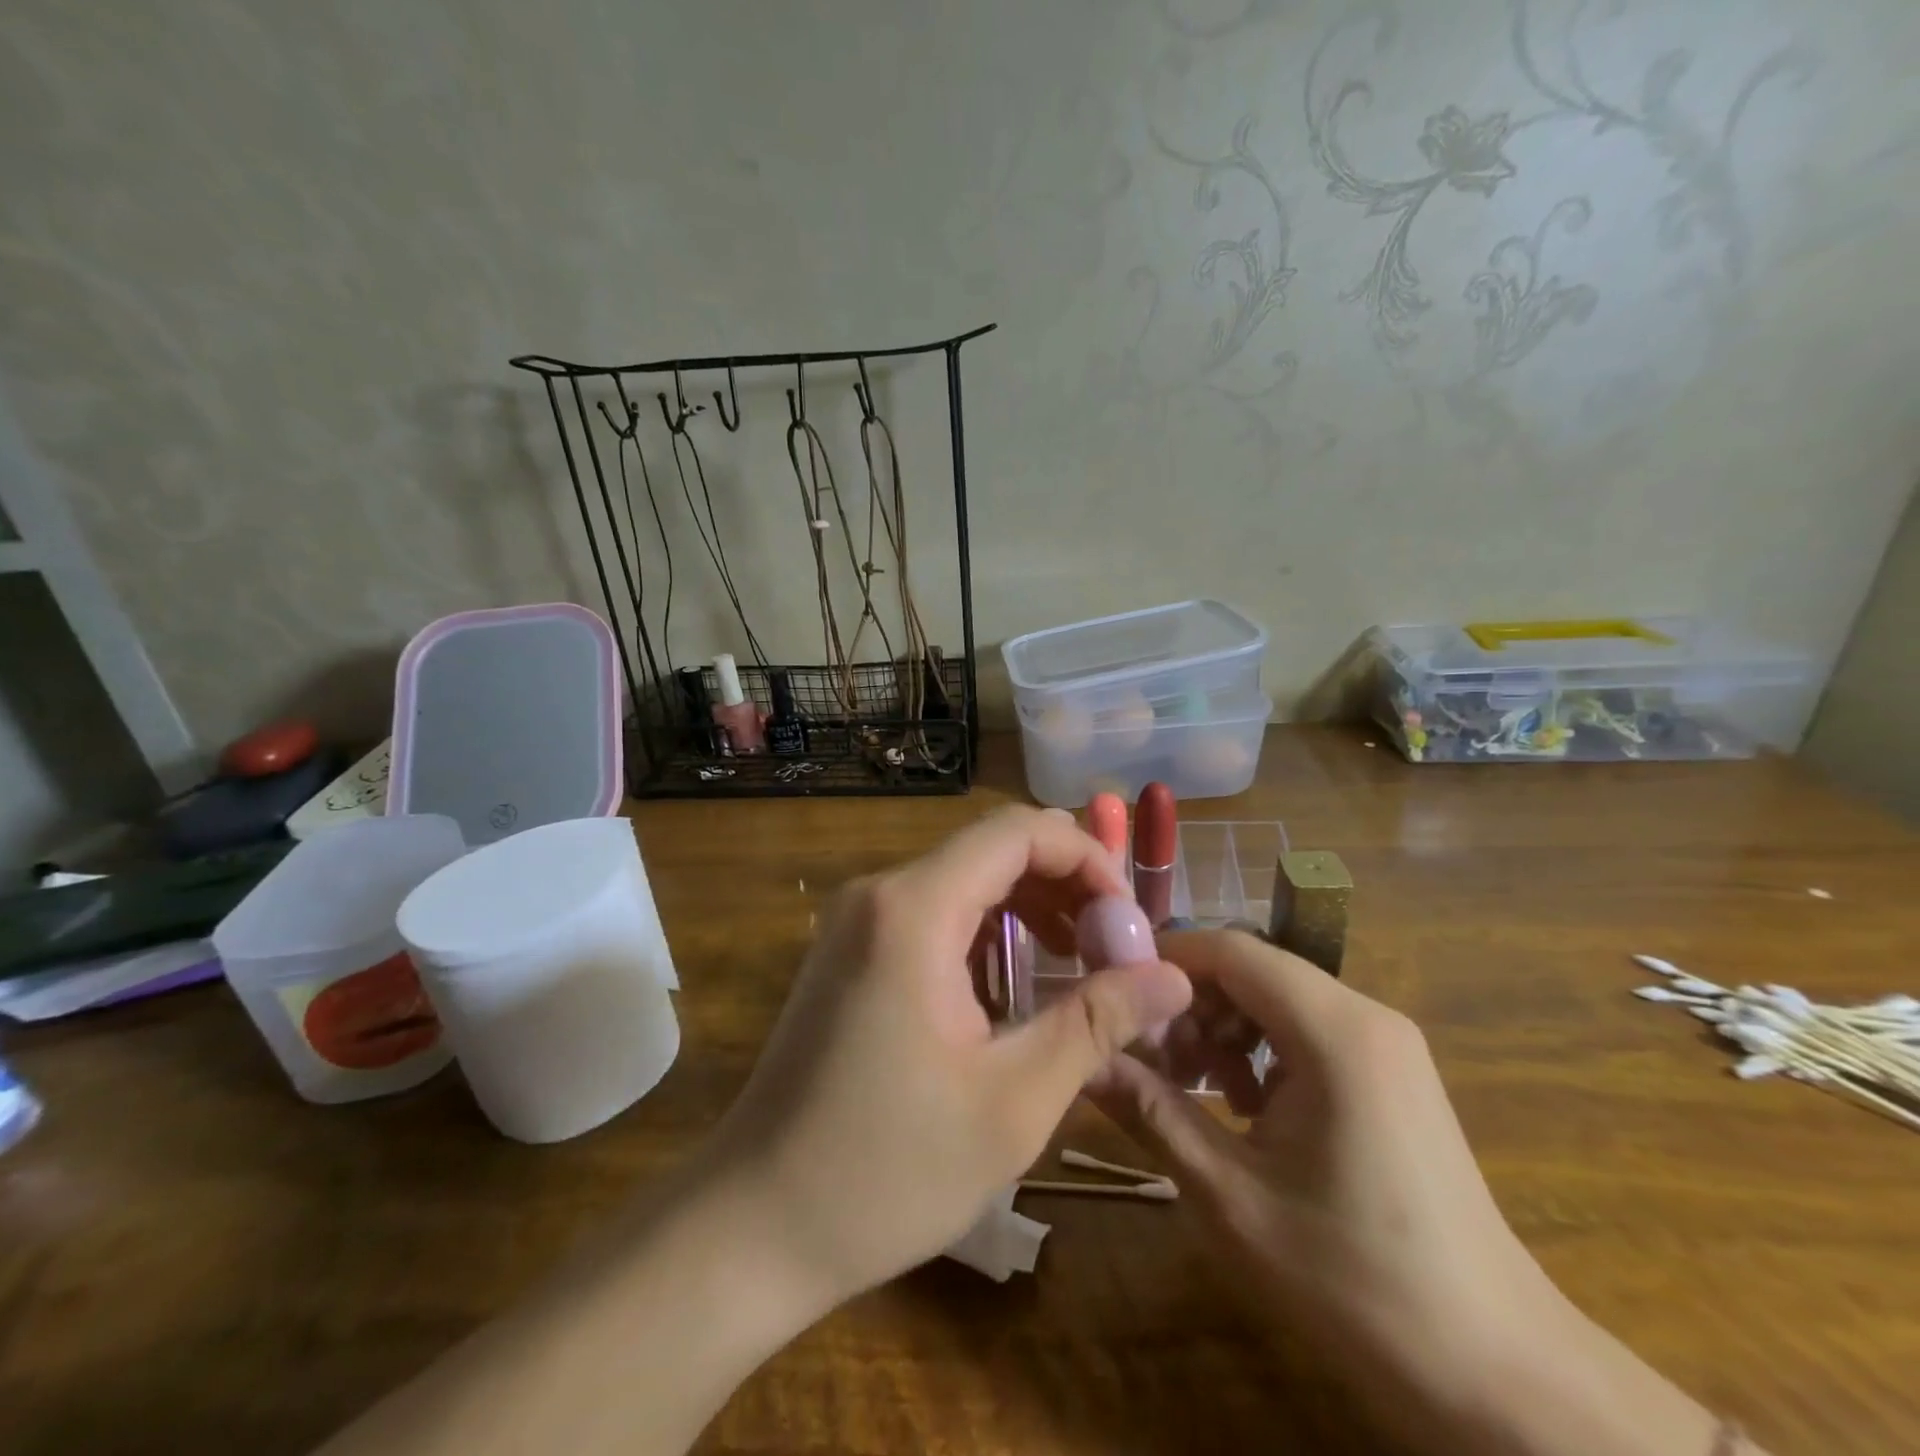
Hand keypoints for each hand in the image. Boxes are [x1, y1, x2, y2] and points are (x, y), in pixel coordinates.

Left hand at [708, 806, 1192, 1307]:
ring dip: (1028, 906)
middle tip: (1114, 946)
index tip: (1128, 918)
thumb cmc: (887, 1170)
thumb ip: (1097, 1023)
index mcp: (914, 910)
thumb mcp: (1014, 1101)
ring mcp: (856, 918)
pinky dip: (986, 929)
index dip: (1086, 856)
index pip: (1016, 832)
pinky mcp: (849, 948)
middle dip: (1064, 884)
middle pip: (990, 848)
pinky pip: (932, 909)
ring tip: (1079, 962)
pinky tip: (1016, 982)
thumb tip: (1175, 978)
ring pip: (963, 877)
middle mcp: (879, 893)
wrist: (755, 1222)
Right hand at [1092, 930, 1726, 1454]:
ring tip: (1192, 1089)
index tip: (1113, 993)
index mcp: (1335, 1031)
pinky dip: (1259, 1049)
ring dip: (1222, 1028)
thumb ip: (1152, 1113)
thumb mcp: (1231, 1197)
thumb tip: (1083, 1063)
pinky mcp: (1390, 1070)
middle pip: (1253, 969)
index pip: (1232, 950)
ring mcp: (1385, 1042)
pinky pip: (1305, 1028)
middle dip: (1190, 1002)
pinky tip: (1243, 1107)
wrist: (1498, 1374)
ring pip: (1276, 997)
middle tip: (1149, 1059)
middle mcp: (1366, 1015)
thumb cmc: (1357, 1282)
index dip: (1164, 959)